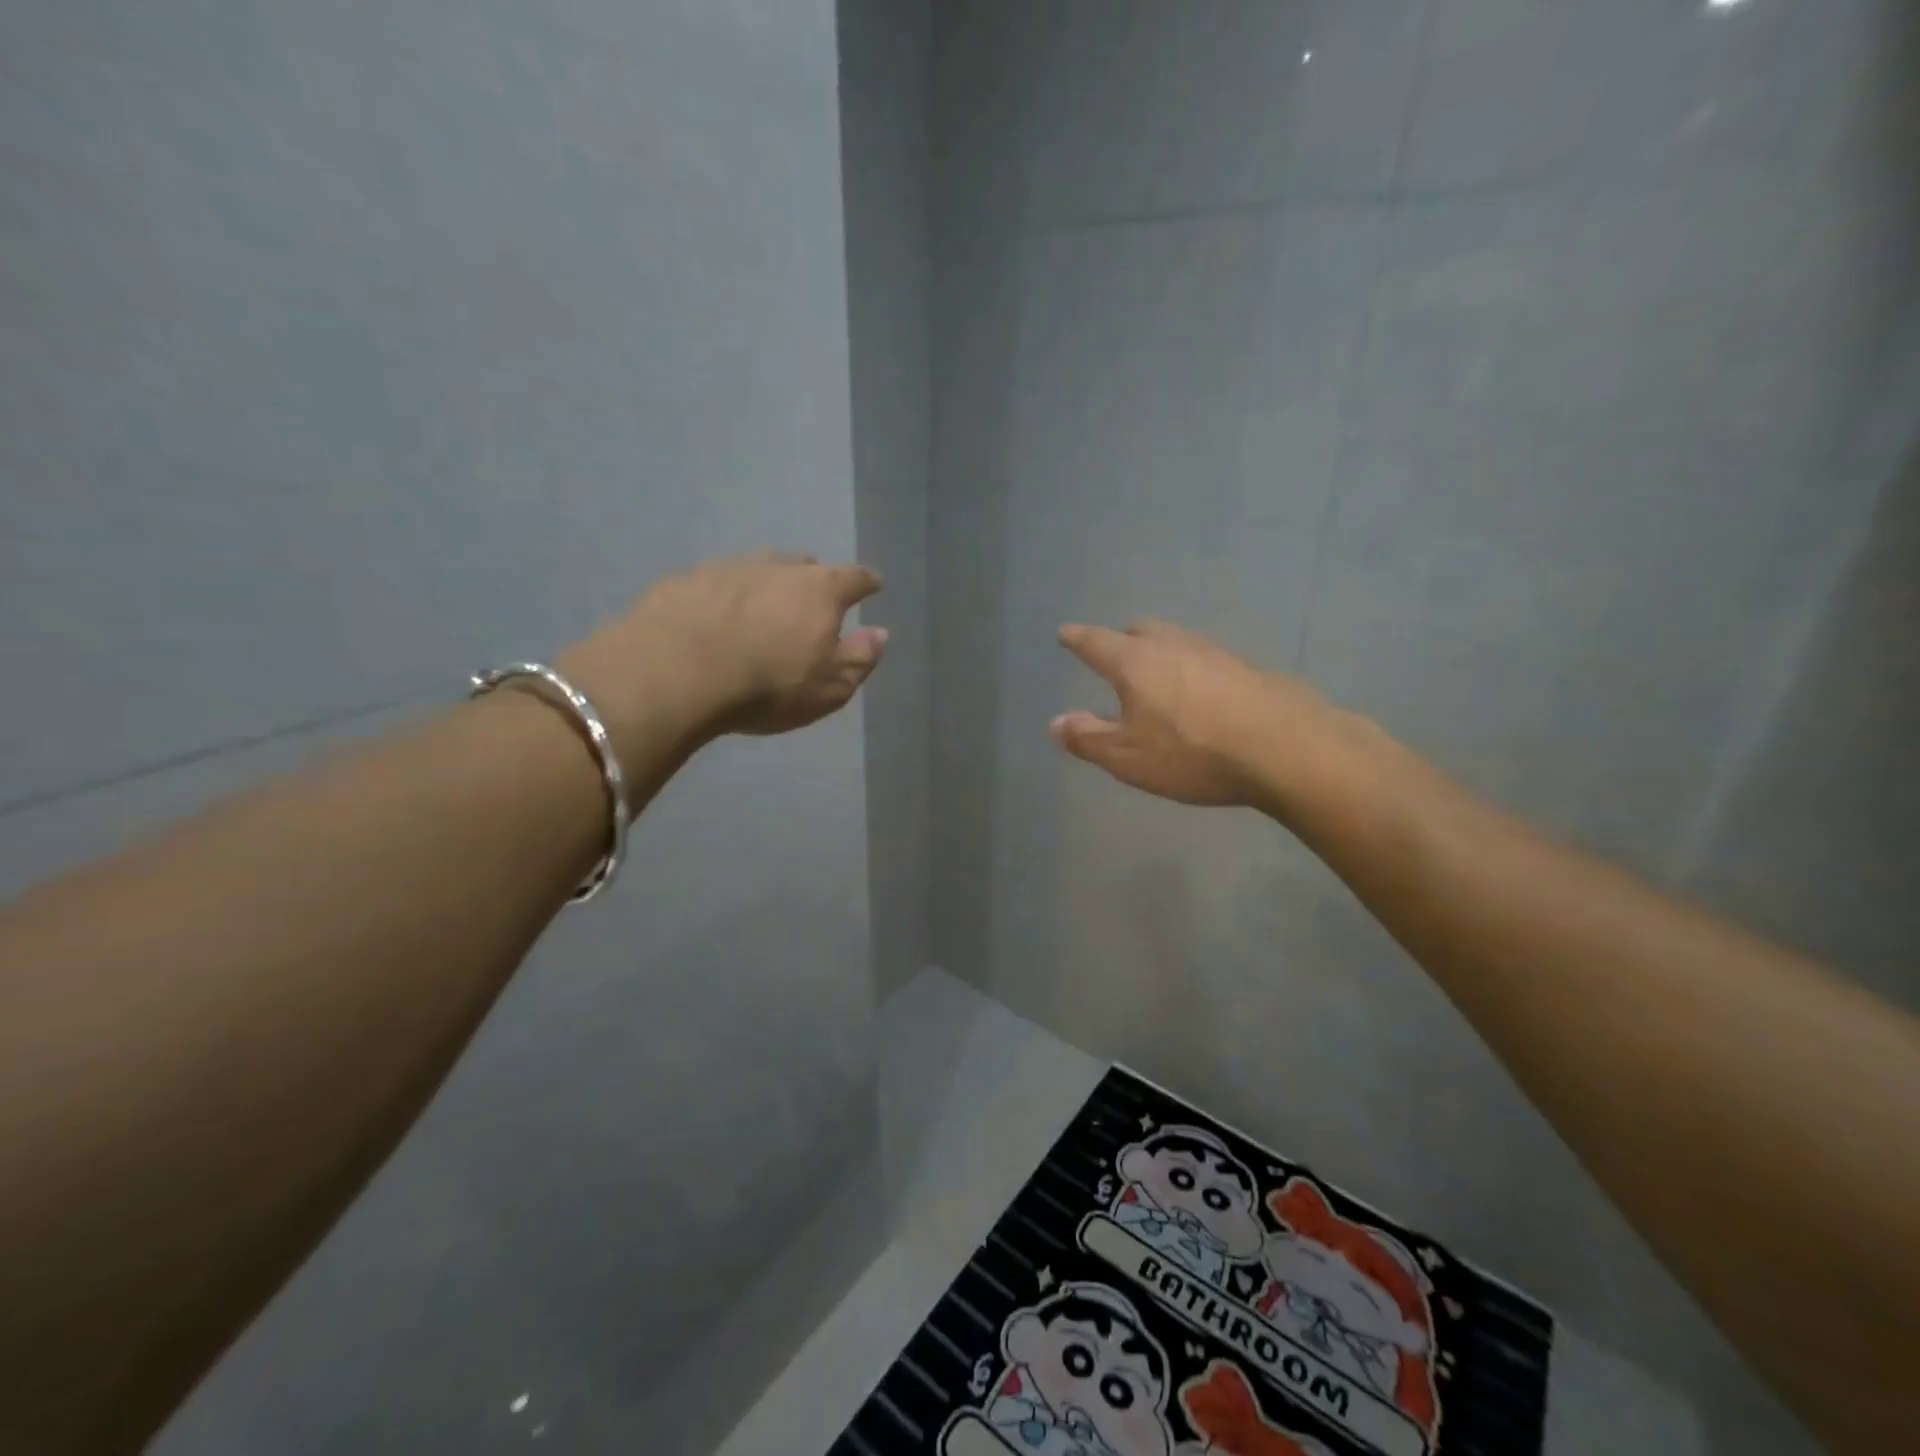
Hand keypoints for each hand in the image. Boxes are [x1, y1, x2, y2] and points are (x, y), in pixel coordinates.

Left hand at [561, 551, 885, 758]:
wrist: (676, 672)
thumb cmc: (768, 684)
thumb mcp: (829, 687)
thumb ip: (860, 659)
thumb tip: (880, 633)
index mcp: (820, 590)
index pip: (855, 578)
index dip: (867, 582)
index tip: (874, 585)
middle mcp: (778, 567)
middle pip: (805, 566)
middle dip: (813, 581)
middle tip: (812, 602)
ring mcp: (728, 568)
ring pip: (759, 570)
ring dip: (767, 586)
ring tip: (763, 610)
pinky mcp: (685, 580)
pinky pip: (717, 584)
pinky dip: (725, 598)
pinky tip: (715, 620)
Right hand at [1050, 618, 1344, 809]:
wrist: (1286, 749)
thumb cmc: (1192, 753)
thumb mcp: (1128, 757)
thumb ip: (1088, 738)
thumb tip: (1055, 722)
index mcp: (1135, 662)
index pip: (1096, 642)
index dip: (1077, 638)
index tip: (1065, 633)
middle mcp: (1173, 646)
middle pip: (1141, 630)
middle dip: (1123, 640)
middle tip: (1116, 656)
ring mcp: (1215, 653)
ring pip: (1178, 641)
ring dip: (1161, 653)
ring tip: (1158, 677)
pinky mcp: (1249, 668)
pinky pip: (1208, 660)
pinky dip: (1194, 671)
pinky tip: (1202, 695)